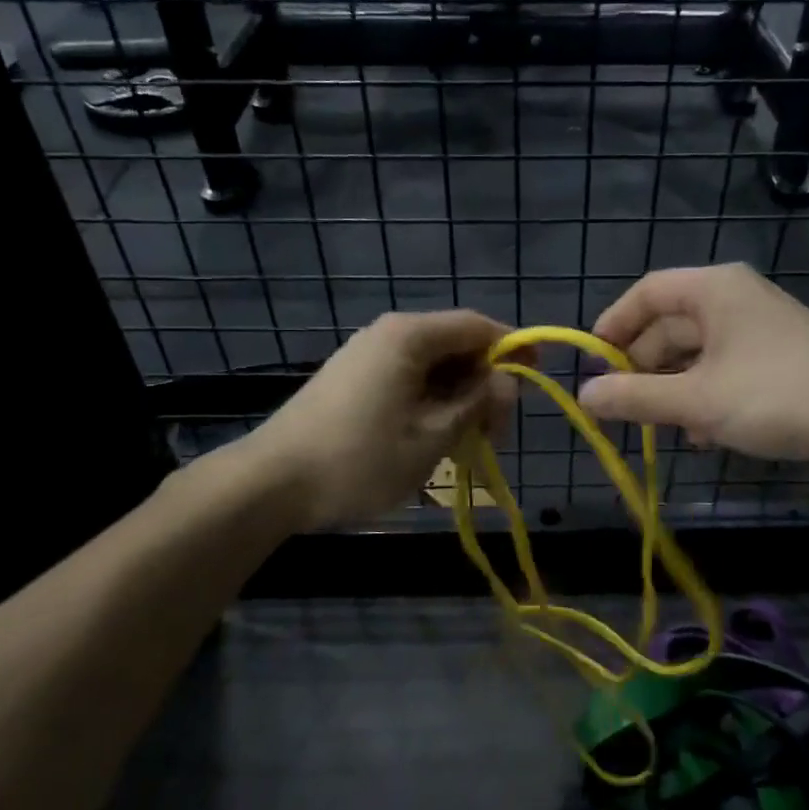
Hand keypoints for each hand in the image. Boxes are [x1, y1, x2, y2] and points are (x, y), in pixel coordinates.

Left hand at [247, 310, 515, 529]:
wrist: (271, 483)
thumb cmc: (359, 460)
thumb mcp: (432, 437)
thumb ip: (477, 403)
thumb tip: (508, 380)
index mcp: (410, 336)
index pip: (478, 326)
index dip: (514, 348)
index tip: (537, 379)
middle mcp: (388, 334)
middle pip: (456, 346)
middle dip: (484, 385)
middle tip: (495, 435)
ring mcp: (366, 356)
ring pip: (432, 367)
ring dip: (458, 399)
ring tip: (466, 446)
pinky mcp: (352, 379)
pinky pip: (407, 380)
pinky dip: (430, 404)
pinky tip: (432, 439)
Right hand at [577, 264, 808, 463]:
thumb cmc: (775, 395)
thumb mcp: (696, 400)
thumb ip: (635, 398)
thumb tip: (584, 397)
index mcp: (713, 290)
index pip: (646, 293)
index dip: (613, 326)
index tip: (592, 365)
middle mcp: (734, 299)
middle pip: (669, 325)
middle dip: (642, 368)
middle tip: (622, 409)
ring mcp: (758, 328)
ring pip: (695, 353)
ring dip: (672, 389)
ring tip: (661, 429)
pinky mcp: (777, 357)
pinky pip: (723, 369)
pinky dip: (704, 396)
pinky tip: (701, 434)